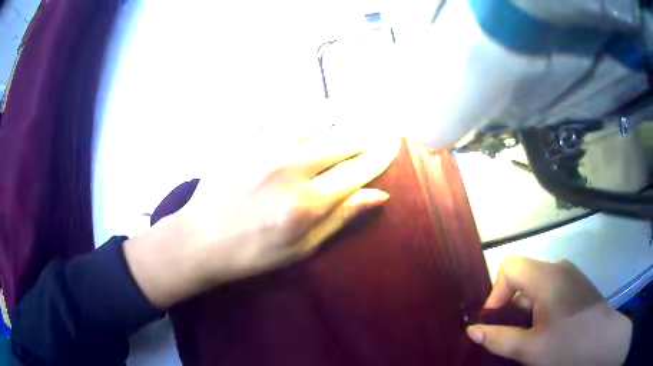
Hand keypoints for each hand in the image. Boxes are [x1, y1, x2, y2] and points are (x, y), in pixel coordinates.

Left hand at [124, 128, 399, 307]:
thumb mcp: (303, 247)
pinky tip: (309, 115)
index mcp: (307, 202)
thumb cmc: (253, 251)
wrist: (201, 238)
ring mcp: (264, 147)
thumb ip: (341, 217)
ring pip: (315, 120)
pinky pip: (280, 115)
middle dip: (367, 133)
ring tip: (353, 116)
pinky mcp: (244, 137)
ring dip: (339, 118)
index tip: (392, 145)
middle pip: (342, 140)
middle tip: (382, 128)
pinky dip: (300, 114)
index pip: (357, 170)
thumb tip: (379, 195)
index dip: (379, 156)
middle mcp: (290, 166)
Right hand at [467, 257, 631, 365]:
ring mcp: (571, 275)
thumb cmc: (569, 345)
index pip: (510, 267)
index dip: (496, 292)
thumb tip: (472, 331)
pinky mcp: (578, 285)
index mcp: (548, 276)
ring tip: (527, 334)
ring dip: (525, 308)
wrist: (604, 342)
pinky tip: (546, 328)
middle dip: (509, 304)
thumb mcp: (530, 348)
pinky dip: (540, 306)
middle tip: (508, 333)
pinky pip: (551, 288)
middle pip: (524, 276)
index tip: (494, 321)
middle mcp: (559, 267)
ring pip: (537, 284)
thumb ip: (499, 338)